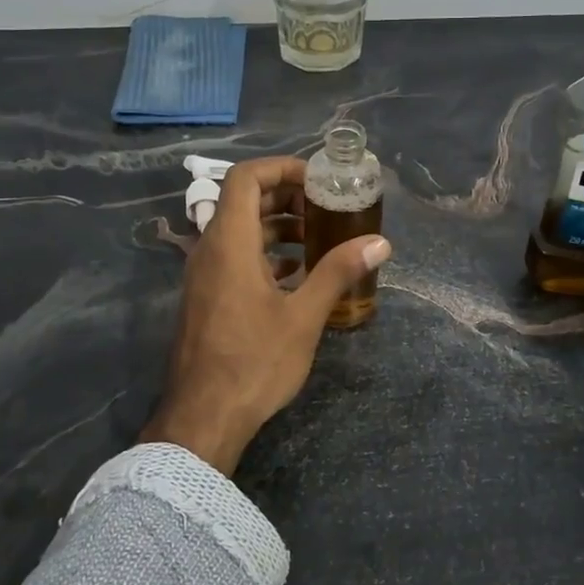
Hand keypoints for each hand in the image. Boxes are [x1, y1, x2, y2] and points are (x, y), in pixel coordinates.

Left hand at [138, 156, 390, 476]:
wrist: (204, 416)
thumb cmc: (254, 361)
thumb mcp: (304, 316)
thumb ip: (338, 272)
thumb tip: (380, 242)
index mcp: (230, 242)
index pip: (244, 177)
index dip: (281, 168)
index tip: (317, 180)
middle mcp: (210, 250)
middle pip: (243, 201)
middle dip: (286, 197)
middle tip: (325, 208)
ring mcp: (204, 275)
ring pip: (240, 231)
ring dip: (278, 227)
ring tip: (319, 240)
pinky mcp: (207, 298)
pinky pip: (235, 258)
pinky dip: (266, 254)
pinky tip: (297, 276)